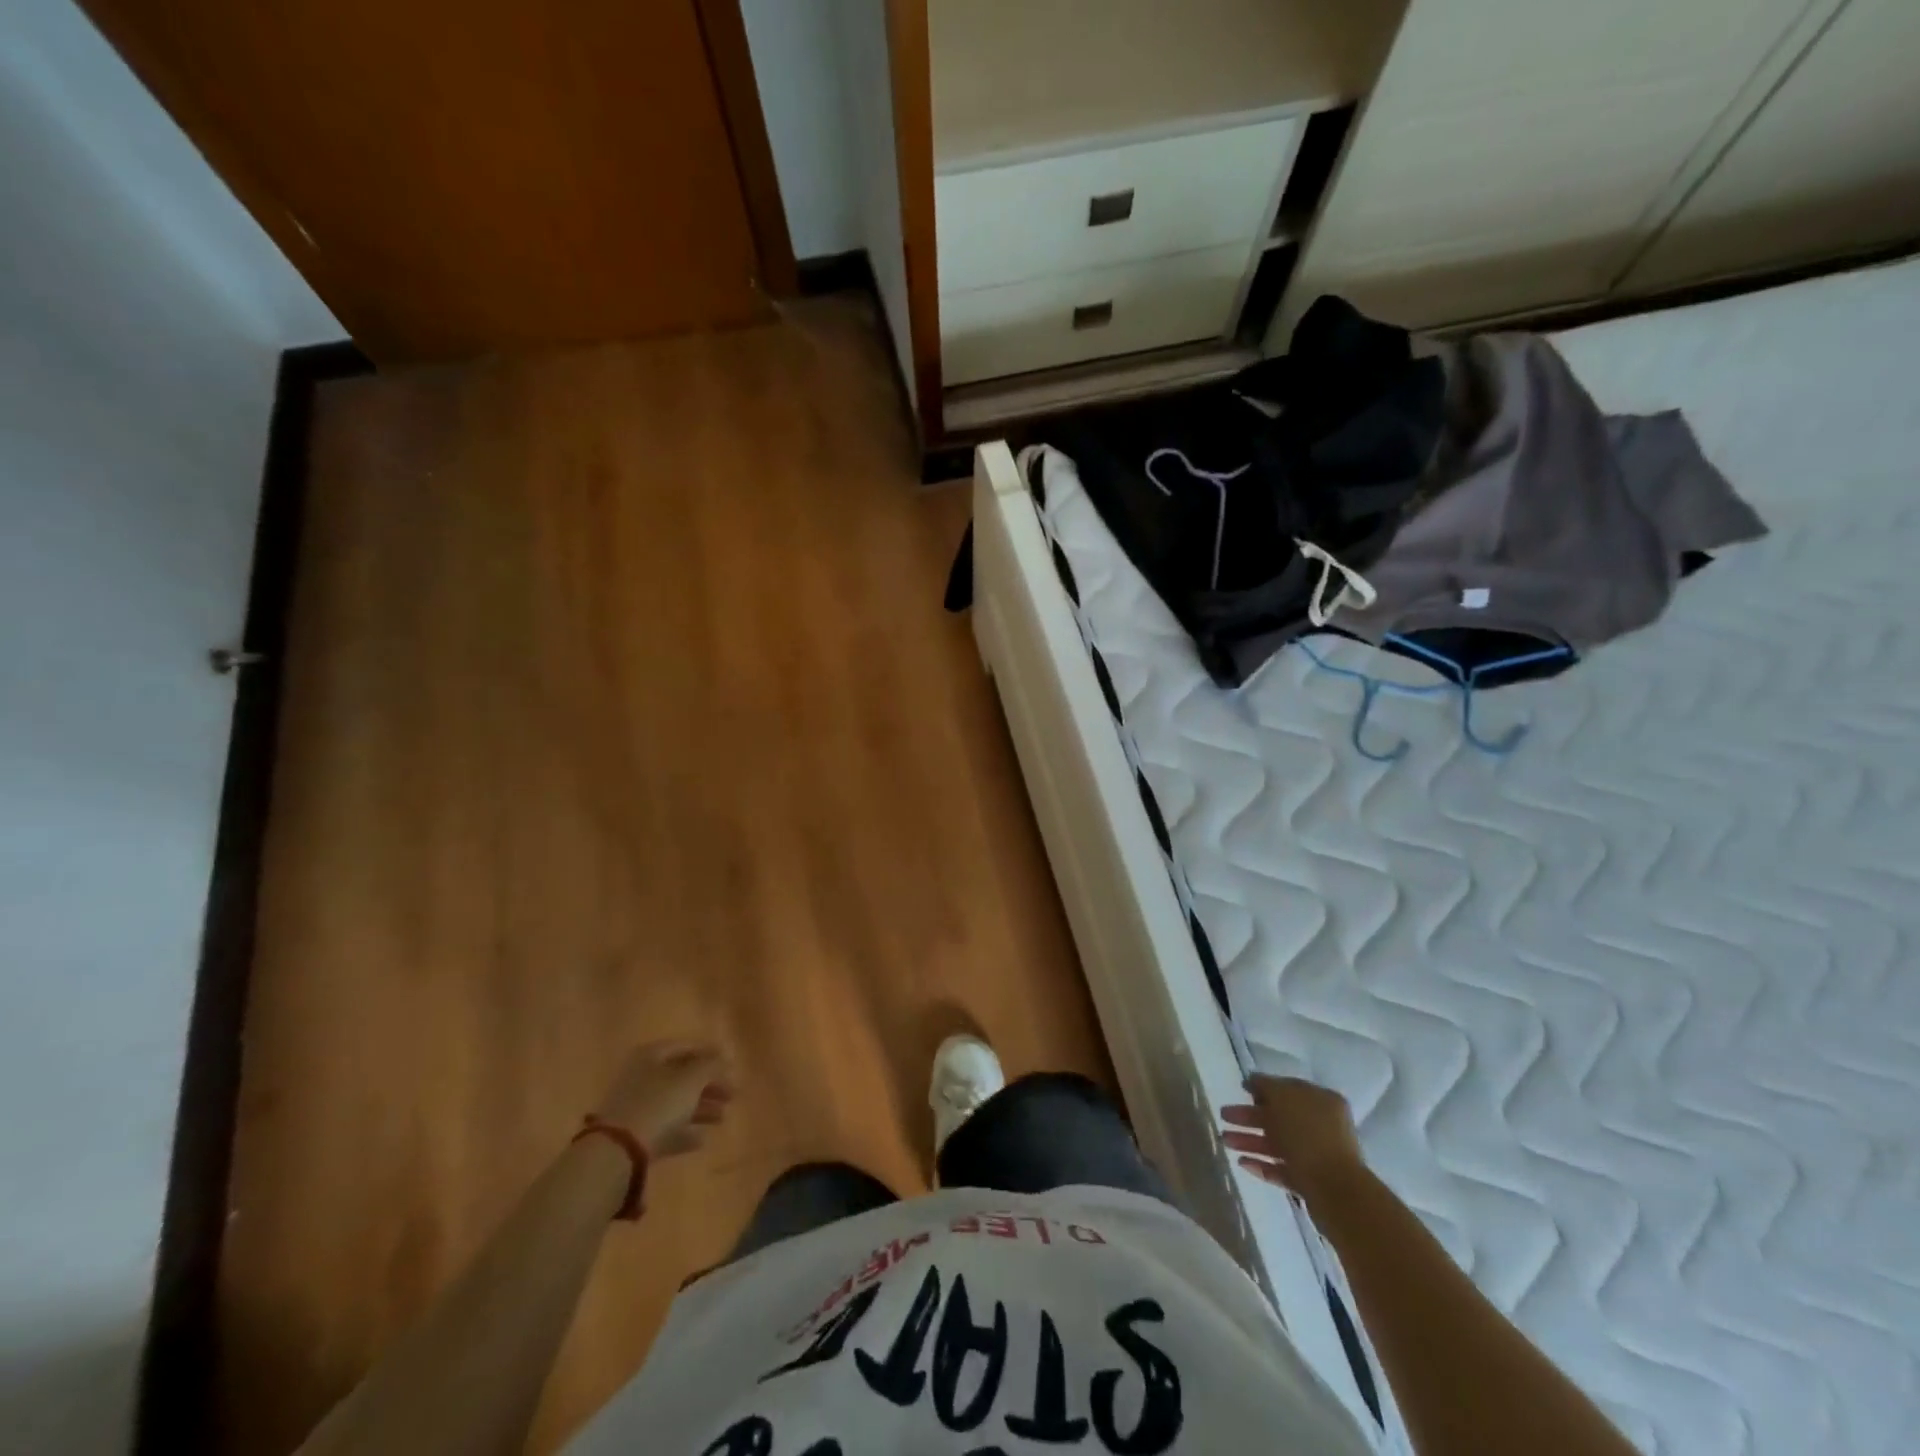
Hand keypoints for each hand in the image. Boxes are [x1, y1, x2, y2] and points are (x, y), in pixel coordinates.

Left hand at [593, 1041, 733, 1158]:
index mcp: (651, 1055)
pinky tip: (702, 1139)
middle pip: (682, 1077)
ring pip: (675, 1103)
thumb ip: (711, 1065)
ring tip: (722, 1118)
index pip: (687, 1047)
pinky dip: (684, 1131)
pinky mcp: (634, 1135)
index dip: (712, 1054)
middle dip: (709, 1085)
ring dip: (700, 1109)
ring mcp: (636, 1107)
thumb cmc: (659, 1103)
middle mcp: (642, 1076)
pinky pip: (665, 1128)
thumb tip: (724, 1057)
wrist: (618, 1151)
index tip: (732, 1066)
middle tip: (732, 1095)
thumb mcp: (692, 1079)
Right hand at [1220, 1075, 1364, 1203]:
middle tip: (1224, 1115)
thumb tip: (1253, 1079)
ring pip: (1278, 1143)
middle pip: (1280, 1117)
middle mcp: (1322, 1126)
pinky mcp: (1310, 1182)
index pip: (1288, 1089)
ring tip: (1225, 1141)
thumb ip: (1265, 1085)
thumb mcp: (1282, 1098)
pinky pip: (1282, 1168)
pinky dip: (1262, 1163)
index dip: (1263, 1088)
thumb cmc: (1308, 1135)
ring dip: (1250, 1140)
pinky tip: (1242, 1162)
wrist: (1335, 1191)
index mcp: (1322, 1101)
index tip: (1241, 1090)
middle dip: (1249, 1116)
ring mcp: (1317, 1155)